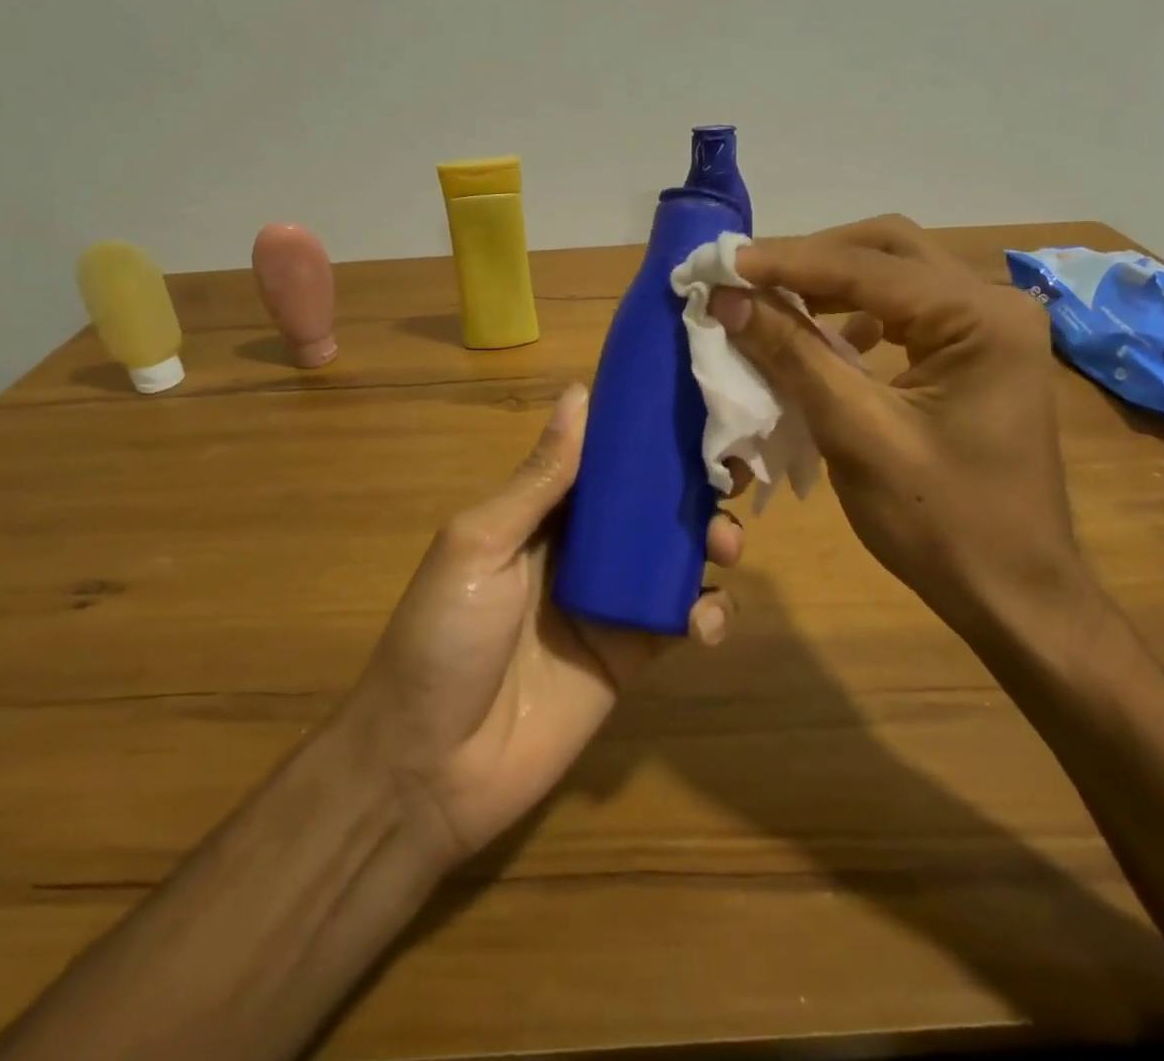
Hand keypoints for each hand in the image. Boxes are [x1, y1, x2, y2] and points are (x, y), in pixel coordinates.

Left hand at [348, 383, 743, 860]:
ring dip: (713, 541)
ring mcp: (610, 602)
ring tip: (728, 545)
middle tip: (733, 477)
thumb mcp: (480, 545)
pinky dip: (708, 613)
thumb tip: (578, 394)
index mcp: (542, 513)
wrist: (430, 768)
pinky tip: (706, 622)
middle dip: (695, 486)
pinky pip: (681, 620)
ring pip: (676, 556)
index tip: (698, 408)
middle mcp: (581, 548)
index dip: (648, 434)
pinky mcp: (633, 655)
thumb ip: (538, 478)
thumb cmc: (444, 637)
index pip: (604, 459)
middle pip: (650, 504)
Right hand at [709, 215, 1090, 636]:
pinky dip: (856, 313)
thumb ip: (792, 354)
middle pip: (888, 250)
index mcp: (980, 317)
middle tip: (748, 275)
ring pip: (896, 276)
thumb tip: (727, 299)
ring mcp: (990, 329)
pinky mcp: (977, 355)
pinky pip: (907, 311)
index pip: (868, 267)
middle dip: (813, 259)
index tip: (723, 263)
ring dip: (831, 282)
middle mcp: (993, 304)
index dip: (788, 262)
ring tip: (771, 297)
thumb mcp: (855, 433)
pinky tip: (825, 335)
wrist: (1014, 594)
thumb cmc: (940, 521)